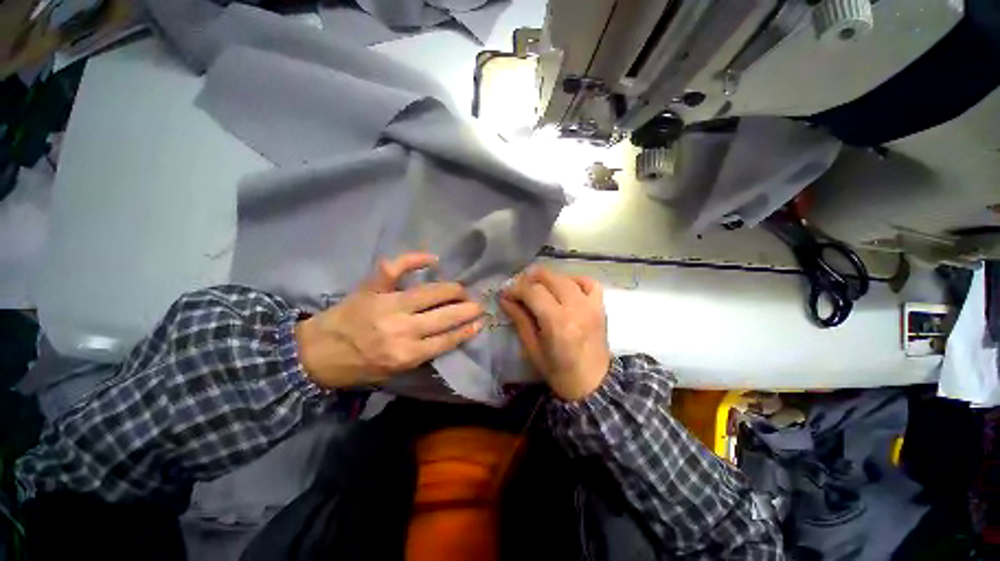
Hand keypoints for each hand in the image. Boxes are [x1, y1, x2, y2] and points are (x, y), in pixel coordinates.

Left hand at [295, 253, 484, 388]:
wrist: (313, 354)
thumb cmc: (355, 367)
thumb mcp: (391, 373)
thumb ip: (420, 355)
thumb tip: (446, 336)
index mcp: (405, 354)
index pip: (446, 339)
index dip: (467, 329)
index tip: (480, 321)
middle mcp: (401, 329)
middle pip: (444, 315)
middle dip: (467, 309)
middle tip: (478, 303)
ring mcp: (386, 304)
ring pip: (430, 292)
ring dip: (452, 289)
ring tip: (462, 289)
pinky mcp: (372, 288)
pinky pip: (395, 268)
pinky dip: (414, 259)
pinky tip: (432, 258)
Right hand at [500, 266, 611, 400]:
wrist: (592, 384)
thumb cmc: (558, 371)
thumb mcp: (532, 348)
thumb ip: (519, 319)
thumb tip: (505, 298)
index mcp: (557, 322)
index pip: (533, 291)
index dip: (516, 288)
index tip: (506, 293)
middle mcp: (576, 308)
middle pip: (549, 278)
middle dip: (529, 279)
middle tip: (519, 289)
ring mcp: (591, 305)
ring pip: (566, 278)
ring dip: (548, 279)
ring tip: (538, 288)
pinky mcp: (600, 306)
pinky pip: (588, 282)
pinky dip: (574, 280)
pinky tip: (564, 287)